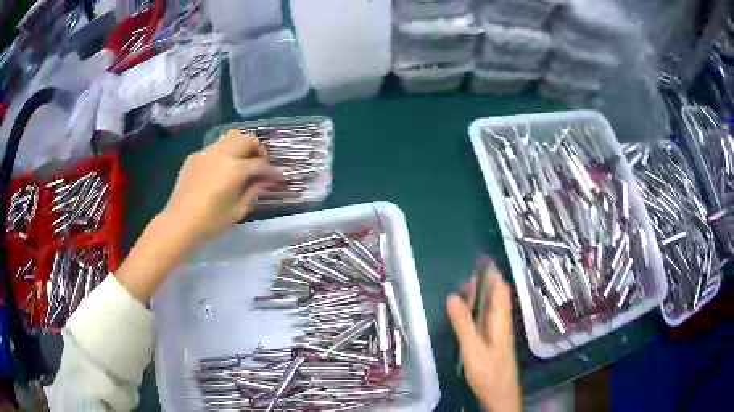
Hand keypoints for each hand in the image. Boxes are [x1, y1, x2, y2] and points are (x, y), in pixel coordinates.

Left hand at [161, 129, 277, 243]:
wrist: (180, 222)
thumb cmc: (211, 222)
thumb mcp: (238, 211)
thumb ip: (253, 191)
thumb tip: (263, 181)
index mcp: (235, 169)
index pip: (260, 164)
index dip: (272, 170)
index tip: (278, 176)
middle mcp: (222, 154)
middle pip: (247, 139)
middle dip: (258, 149)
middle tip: (260, 163)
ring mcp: (206, 152)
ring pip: (230, 137)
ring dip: (241, 146)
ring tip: (242, 160)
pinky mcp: (194, 157)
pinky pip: (214, 147)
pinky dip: (223, 153)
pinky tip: (220, 169)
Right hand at [447, 264, 520, 411]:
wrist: (500, 394)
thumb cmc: (488, 371)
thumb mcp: (472, 348)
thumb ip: (463, 323)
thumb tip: (452, 296)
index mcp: (500, 320)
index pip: (501, 288)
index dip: (493, 273)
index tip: (480, 259)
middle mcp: (502, 322)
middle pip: (498, 295)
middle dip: (485, 282)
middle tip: (467, 274)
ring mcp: (499, 332)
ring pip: (493, 306)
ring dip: (482, 295)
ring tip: (465, 288)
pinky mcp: (495, 341)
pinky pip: (488, 317)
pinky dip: (480, 308)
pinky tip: (470, 312)